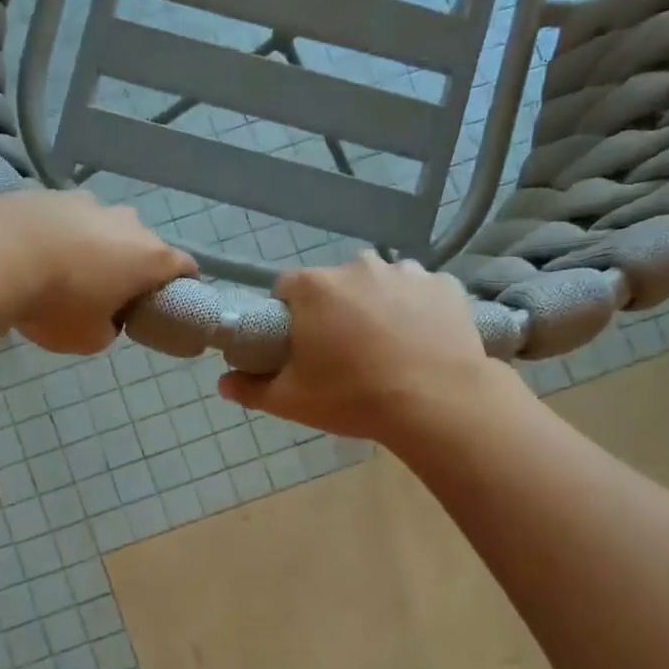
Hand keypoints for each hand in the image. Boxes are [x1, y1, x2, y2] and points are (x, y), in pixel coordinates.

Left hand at [0, 190, 195, 355]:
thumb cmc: (57, 304)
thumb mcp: (90, 339)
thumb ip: (109, 329)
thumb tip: (104, 317)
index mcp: (149, 257)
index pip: (185, 267)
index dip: (182, 286)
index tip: (167, 303)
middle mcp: (127, 222)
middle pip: (141, 246)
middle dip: (131, 269)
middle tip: (108, 296)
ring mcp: (88, 202)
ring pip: (103, 229)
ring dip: (94, 249)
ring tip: (65, 274)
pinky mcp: (50, 193)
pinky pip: (66, 221)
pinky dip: (60, 237)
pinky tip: (36, 256)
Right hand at [218, 253, 521, 444]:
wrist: (438, 403)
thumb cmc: (354, 398)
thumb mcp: (292, 401)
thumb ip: (251, 389)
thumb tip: (223, 383)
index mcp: (314, 288)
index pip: (286, 290)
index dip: (289, 318)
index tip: (299, 347)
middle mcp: (358, 266)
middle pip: (334, 286)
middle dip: (333, 312)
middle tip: (343, 354)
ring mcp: (406, 271)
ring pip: (378, 286)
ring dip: (375, 307)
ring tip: (387, 349)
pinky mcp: (445, 285)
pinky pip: (419, 293)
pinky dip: (416, 310)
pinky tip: (420, 342)